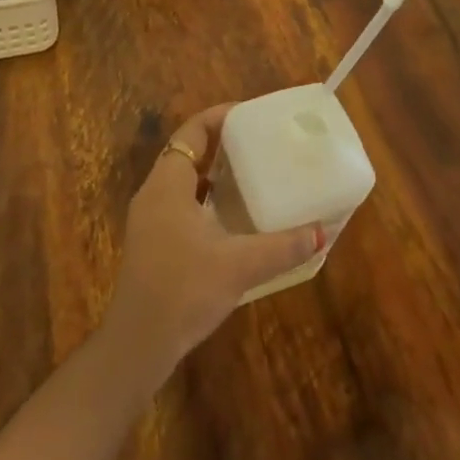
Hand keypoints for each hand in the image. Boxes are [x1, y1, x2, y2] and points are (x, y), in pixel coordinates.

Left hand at [101, 104, 323, 383]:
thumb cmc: (183, 290)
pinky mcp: (152, 243)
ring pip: (183, 180)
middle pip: (187, 152)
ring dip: (213, 172)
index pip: (192, 132)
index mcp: (168, 184)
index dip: (219, 117)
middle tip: (258, 142)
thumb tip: (321, 232)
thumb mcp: (238, 266)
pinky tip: (232, 217)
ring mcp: (150, 219)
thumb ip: (281, 247)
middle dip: (221, 143)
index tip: (250, 115)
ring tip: (251, 172)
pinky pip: (181, 203)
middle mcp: (154, 193)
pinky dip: (205, 199)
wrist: (138, 344)